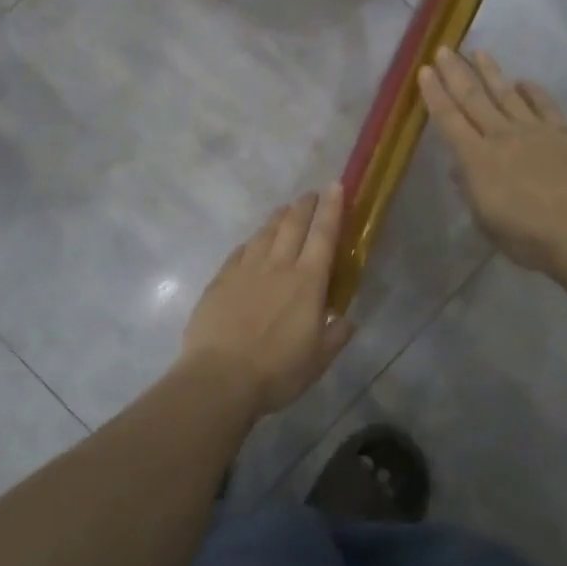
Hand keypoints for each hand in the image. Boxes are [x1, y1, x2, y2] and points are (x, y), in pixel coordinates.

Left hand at [180, 185, 355, 414]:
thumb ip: (336, 335)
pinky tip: (253, 242)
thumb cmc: (277, 371)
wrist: (220, 378)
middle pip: (293, 224)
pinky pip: (240, 250)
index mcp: (307, 282)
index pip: (323, 235)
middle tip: (311, 194)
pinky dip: (252, 241)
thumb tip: (346, 319)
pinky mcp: (220, 279)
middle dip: (305, 205)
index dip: (332, 209)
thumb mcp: (318, 360)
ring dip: (278, 217)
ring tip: (285, 210)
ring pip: (264, 232)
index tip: (335, 186)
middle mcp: (278, 266)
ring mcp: (245, 269)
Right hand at [419, 48, 566, 278]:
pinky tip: (525, 81)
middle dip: (456, 72)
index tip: (424, 71)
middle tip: (444, 49)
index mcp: (477, 160)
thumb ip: (472, 190)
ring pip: (508, 94)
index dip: (434, 94)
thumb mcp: (487, 222)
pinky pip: (547, 106)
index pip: (449, 119)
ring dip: (491, 72)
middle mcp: (503, 136)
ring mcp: (538, 131)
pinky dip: (534, 91)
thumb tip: (459, 169)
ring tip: (479, 52)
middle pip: (474, 98)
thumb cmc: (529, 239)